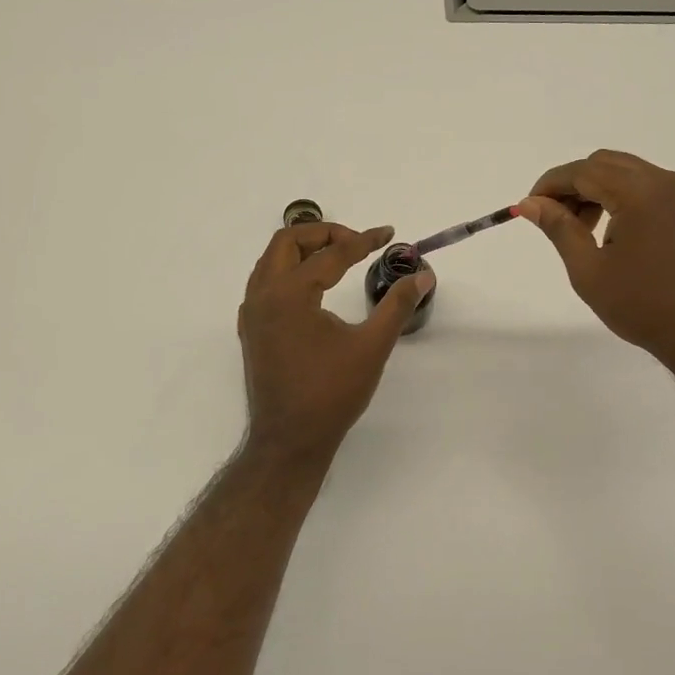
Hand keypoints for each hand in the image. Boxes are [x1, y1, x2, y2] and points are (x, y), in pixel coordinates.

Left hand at [237, 222, 432, 467]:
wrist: (289, 441)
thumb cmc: (331, 393)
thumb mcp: (371, 346)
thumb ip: (397, 305)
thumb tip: (422, 276)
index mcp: (289, 294)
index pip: (331, 253)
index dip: (363, 240)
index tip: (388, 234)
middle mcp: (263, 296)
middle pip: (287, 242)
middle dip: (323, 233)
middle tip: (356, 242)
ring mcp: (252, 313)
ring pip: (272, 260)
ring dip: (303, 250)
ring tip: (338, 257)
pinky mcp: (252, 330)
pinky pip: (265, 282)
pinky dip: (289, 271)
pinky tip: (314, 288)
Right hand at [520, 150, 674, 375]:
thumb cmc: (643, 306)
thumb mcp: (588, 270)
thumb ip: (559, 228)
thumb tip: (530, 203)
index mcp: (639, 192)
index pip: (583, 171)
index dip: (550, 185)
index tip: (528, 207)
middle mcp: (663, 181)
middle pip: (603, 164)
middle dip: (572, 185)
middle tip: (553, 218)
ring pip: (624, 172)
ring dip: (595, 190)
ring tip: (580, 229)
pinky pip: (644, 185)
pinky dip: (618, 196)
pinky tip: (608, 230)